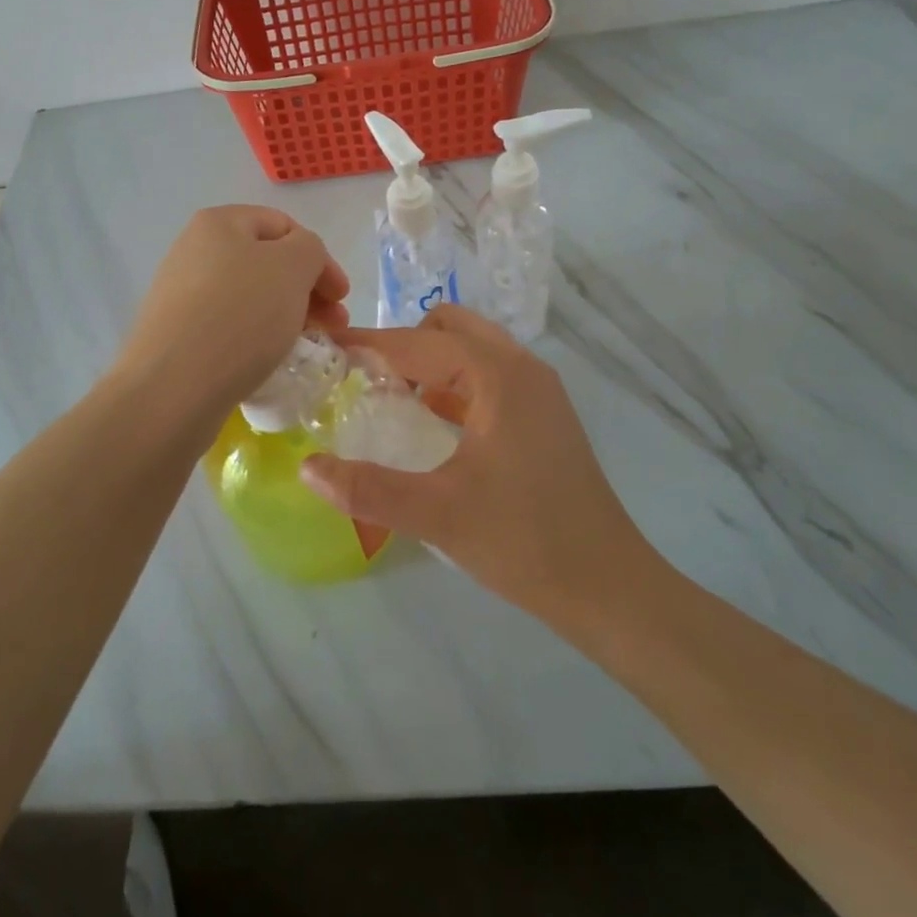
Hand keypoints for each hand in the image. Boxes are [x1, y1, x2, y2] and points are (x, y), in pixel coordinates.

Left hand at [112, 206, 348, 440]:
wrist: (172, 388)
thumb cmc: (240, 315)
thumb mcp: (292, 267)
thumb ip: (310, 249)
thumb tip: (301, 261)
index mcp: (219, 223)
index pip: (284, 226)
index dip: (320, 258)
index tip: (342, 297)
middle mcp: (194, 250)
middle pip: (267, 263)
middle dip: (307, 290)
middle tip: (334, 325)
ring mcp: (181, 294)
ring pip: (250, 296)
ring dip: (286, 315)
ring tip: (307, 345)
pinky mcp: (176, 334)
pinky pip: (229, 326)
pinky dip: (257, 337)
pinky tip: (269, 360)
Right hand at [299, 305, 651, 623]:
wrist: (608, 587)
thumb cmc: (523, 541)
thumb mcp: (437, 514)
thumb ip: (367, 488)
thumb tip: (307, 467)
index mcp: (498, 375)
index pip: (419, 341)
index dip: (370, 345)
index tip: (327, 353)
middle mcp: (521, 367)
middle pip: (449, 328)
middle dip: (403, 345)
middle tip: (363, 380)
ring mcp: (538, 390)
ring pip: (471, 350)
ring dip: (429, 363)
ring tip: (388, 398)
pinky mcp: (543, 415)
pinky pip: (487, 377)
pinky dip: (453, 384)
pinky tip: (430, 423)